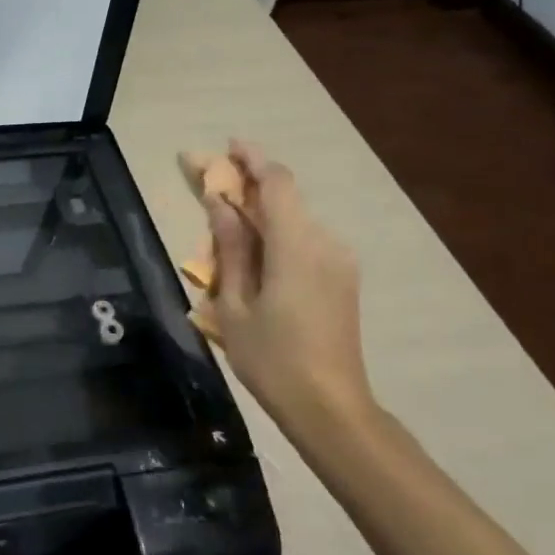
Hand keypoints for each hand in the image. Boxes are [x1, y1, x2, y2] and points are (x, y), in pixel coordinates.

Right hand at [186, 142, 375, 438]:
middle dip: (248, 186)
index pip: (277, 183)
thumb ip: (230, 248)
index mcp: (295, 246)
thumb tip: (220, 204)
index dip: (252, 159)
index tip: (227, 146)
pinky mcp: (342, 279)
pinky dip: (277, 235)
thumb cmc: (272, 359)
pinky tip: (254, 255)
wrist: (331, 407)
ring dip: (261, 214)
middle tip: (211, 186)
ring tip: (226, 227)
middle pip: (285, 199)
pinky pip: (304, 242)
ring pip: (294, 221)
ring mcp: (338, 261)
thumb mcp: (234, 304)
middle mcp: (324, 243)